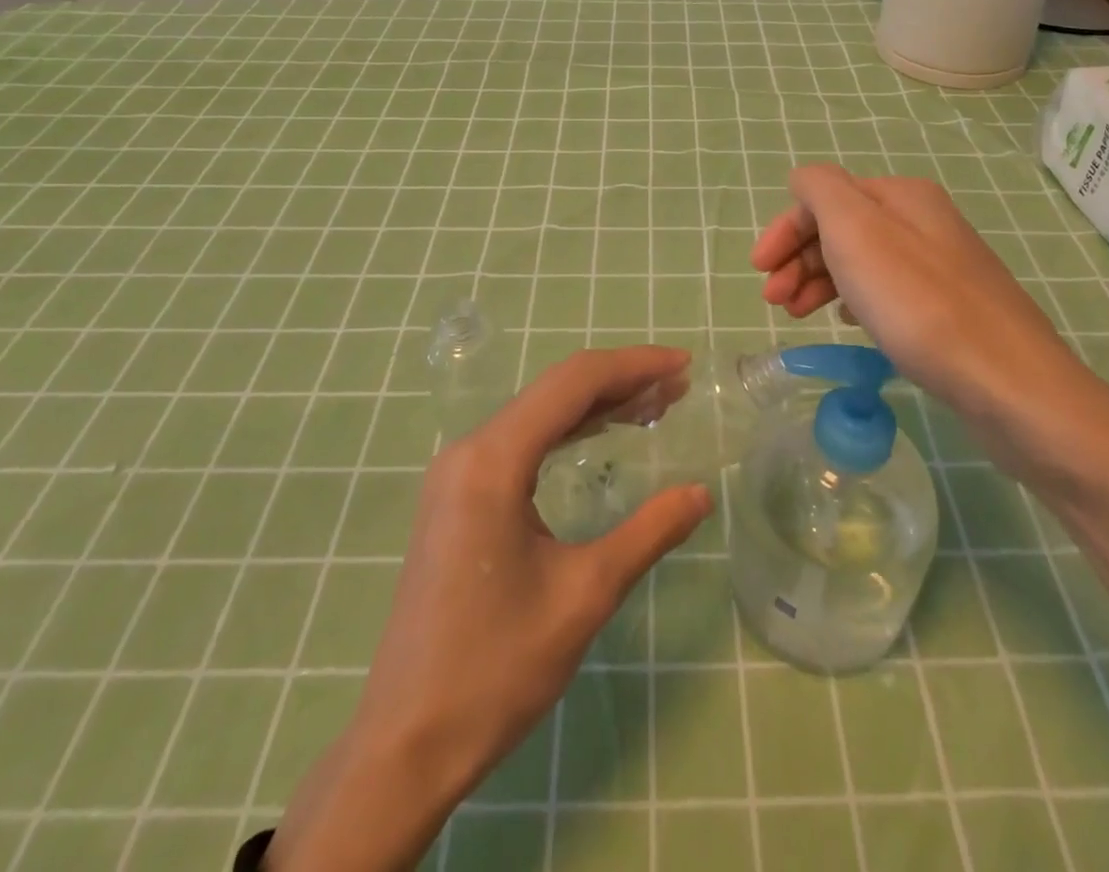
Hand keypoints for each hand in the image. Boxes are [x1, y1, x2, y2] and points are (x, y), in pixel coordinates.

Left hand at [271, 347, 712, 871]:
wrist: (406, 744)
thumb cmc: (496, 668)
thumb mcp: (585, 595)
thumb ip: (648, 532)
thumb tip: (702, 493)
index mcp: (493, 460)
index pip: (573, 383)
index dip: (633, 365)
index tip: (684, 364)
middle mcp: (470, 451)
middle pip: (555, 390)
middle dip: (621, 382)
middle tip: (679, 386)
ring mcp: (458, 474)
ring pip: (538, 414)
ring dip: (596, 405)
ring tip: (654, 406)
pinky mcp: (457, 498)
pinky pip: (521, 443)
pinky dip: (568, 431)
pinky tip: (602, 434)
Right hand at [750, 164, 1108, 481]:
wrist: (1009, 384)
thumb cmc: (919, 303)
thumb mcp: (856, 230)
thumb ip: (820, 190)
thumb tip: (804, 182)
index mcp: (900, 195)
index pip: (822, 197)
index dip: (785, 231)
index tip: (759, 273)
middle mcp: (922, 221)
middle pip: (841, 228)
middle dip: (799, 260)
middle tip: (776, 303)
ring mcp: (940, 265)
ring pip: (862, 262)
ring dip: (821, 281)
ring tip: (800, 317)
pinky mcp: (951, 308)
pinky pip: (887, 291)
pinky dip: (856, 301)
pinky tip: (850, 325)